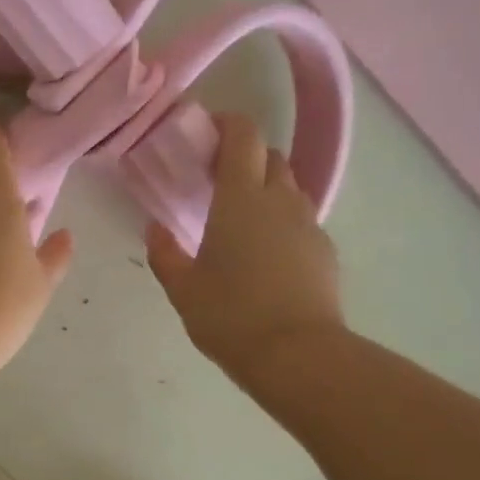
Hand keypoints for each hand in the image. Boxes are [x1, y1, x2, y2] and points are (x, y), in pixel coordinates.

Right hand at [146, 113, 343, 375]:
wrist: (297, 355)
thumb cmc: (230, 316)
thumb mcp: (183, 289)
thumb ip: (165, 253)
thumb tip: (155, 229)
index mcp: (241, 199)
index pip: (243, 136)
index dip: (226, 124)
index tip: (205, 133)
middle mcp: (280, 200)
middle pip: (269, 157)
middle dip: (245, 158)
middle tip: (217, 182)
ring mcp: (308, 224)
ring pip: (289, 188)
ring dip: (266, 190)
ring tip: (241, 220)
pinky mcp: (325, 251)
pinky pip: (301, 221)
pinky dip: (282, 223)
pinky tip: (266, 256)